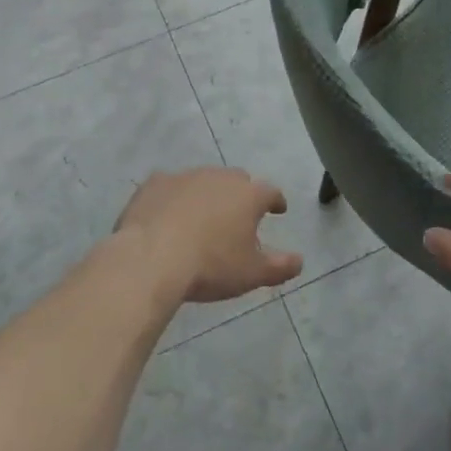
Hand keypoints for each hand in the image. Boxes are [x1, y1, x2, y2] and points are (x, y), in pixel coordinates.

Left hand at [115, 168, 301, 303]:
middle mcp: (219, 177)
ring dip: (207, 194)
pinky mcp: (155, 183)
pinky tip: (168, 214)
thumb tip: (299, 261)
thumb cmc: (210, 266)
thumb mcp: (251, 274)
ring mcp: (185, 176)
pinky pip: (170, 187)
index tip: (278, 210)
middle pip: (237, 180)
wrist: (151, 258)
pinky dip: (174, 197)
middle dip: (241, 194)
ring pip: (203, 180)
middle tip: (239, 214)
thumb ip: (279, 266)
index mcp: (247, 195)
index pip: (270, 192)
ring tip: (203, 217)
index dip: (275, 201)